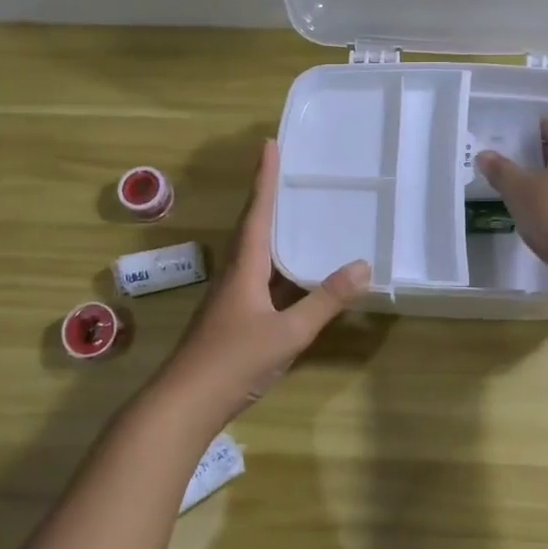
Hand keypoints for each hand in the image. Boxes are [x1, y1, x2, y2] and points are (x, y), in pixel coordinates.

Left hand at [160, 139, 368, 416]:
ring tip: (289, 212)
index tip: (269, 144)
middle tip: (282, 170)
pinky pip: (254, 274)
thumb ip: (325, 301)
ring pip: (250, 251)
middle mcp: (234, 274)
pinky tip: (286, 272)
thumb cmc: (234, 361)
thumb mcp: (288, 332)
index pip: (257, 212)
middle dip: (265, 196)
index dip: (265, 178)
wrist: (185, 403)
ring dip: (266, 226)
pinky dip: (271, 260)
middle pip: (250, 225)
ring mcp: (229, 297)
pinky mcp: (230, 316)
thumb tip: (363, 265)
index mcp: (244, 267)